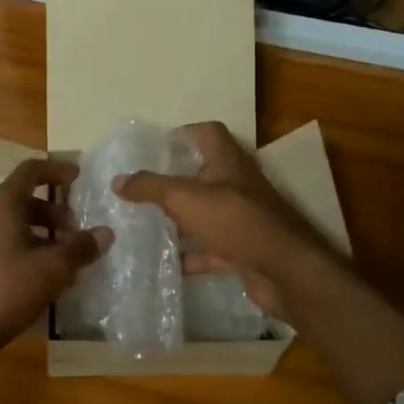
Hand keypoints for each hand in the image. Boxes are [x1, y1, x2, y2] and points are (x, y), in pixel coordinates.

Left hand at [0, 158, 111, 374]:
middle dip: (55, 209)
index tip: (79, 177)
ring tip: (68, 256)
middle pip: (25, 198)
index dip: (57, 169)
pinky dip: (31, 249)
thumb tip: (105, 232)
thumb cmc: (7, 288)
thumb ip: (81, 247)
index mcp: (4, 204)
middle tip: (78, 229)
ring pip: (17, 223)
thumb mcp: (53, 268)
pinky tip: (48, 277)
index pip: (31, 170)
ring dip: (45, 232)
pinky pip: (8, 244)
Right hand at [114, 121, 344, 318]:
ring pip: (204, 213)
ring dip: (179, 219)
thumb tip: (117, 180)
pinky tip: (166, 264)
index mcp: (227, 162)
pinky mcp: (243, 249)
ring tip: (144, 224)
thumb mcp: (184, 197)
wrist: (286, 271)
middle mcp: (237, 185)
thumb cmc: (235, 220)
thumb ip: (149, 187)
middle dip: (173, 180)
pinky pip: (211, 248)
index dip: (183, 134)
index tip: (155, 147)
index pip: (207, 133)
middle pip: (203, 174)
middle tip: (141, 188)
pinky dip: (190, 255)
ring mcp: (242, 219)